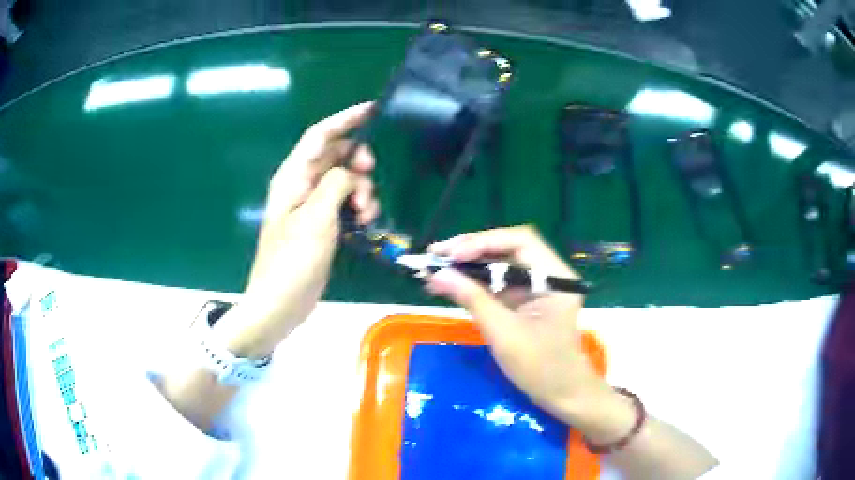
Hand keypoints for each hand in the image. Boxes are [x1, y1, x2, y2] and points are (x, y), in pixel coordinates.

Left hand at [214, 102, 379, 358]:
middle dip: (358, 162)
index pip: (320, 136)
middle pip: (335, 155)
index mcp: (293, 177)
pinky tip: (364, 223)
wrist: (280, 304)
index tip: (373, 110)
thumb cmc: (293, 262)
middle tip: (370, 179)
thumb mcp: (316, 218)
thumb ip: (335, 184)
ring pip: (344, 180)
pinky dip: (357, 206)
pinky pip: (344, 202)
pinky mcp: (321, 224)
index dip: (345, 119)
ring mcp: (311, 206)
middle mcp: (301, 185)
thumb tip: (350, 174)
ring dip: (361, 189)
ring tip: (365, 213)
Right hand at [425, 225, 612, 424]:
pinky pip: (497, 283)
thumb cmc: (540, 367)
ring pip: (500, 265)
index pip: (521, 241)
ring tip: (434, 267)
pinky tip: (448, 283)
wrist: (561, 394)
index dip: (484, 242)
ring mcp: (537, 287)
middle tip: (435, 255)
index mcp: (556, 277)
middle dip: (471, 250)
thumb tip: (437, 275)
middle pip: (508, 249)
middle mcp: (549, 273)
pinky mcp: (525, 300)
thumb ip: (472, 299)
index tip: (452, 254)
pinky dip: (473, 283)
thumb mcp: (504, 333)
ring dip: (468, 265)